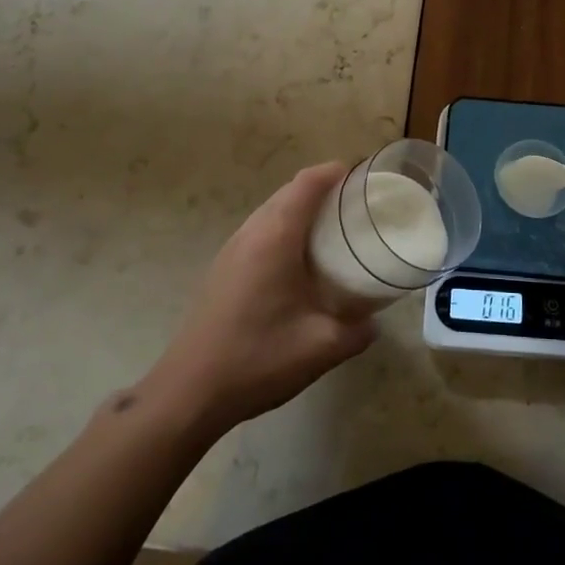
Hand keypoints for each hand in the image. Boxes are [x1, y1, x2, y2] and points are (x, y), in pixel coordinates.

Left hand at [142, 163, 375, 437]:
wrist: (189, 392)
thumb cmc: (258, 359)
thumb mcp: (322, 347)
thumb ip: (358, 331)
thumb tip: (374, 322)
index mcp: (276, 237)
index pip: (307, 183)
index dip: (335, 172)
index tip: (364, 177)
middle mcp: (251, 232)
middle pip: (289, 191)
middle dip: (323, 189)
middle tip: (357, 206)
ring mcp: (232, 249)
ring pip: (271, 211)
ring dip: (302, 209)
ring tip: (334, 230)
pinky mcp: (223, 268)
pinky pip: (260, 231)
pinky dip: (285, 229)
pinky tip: (300, 262)